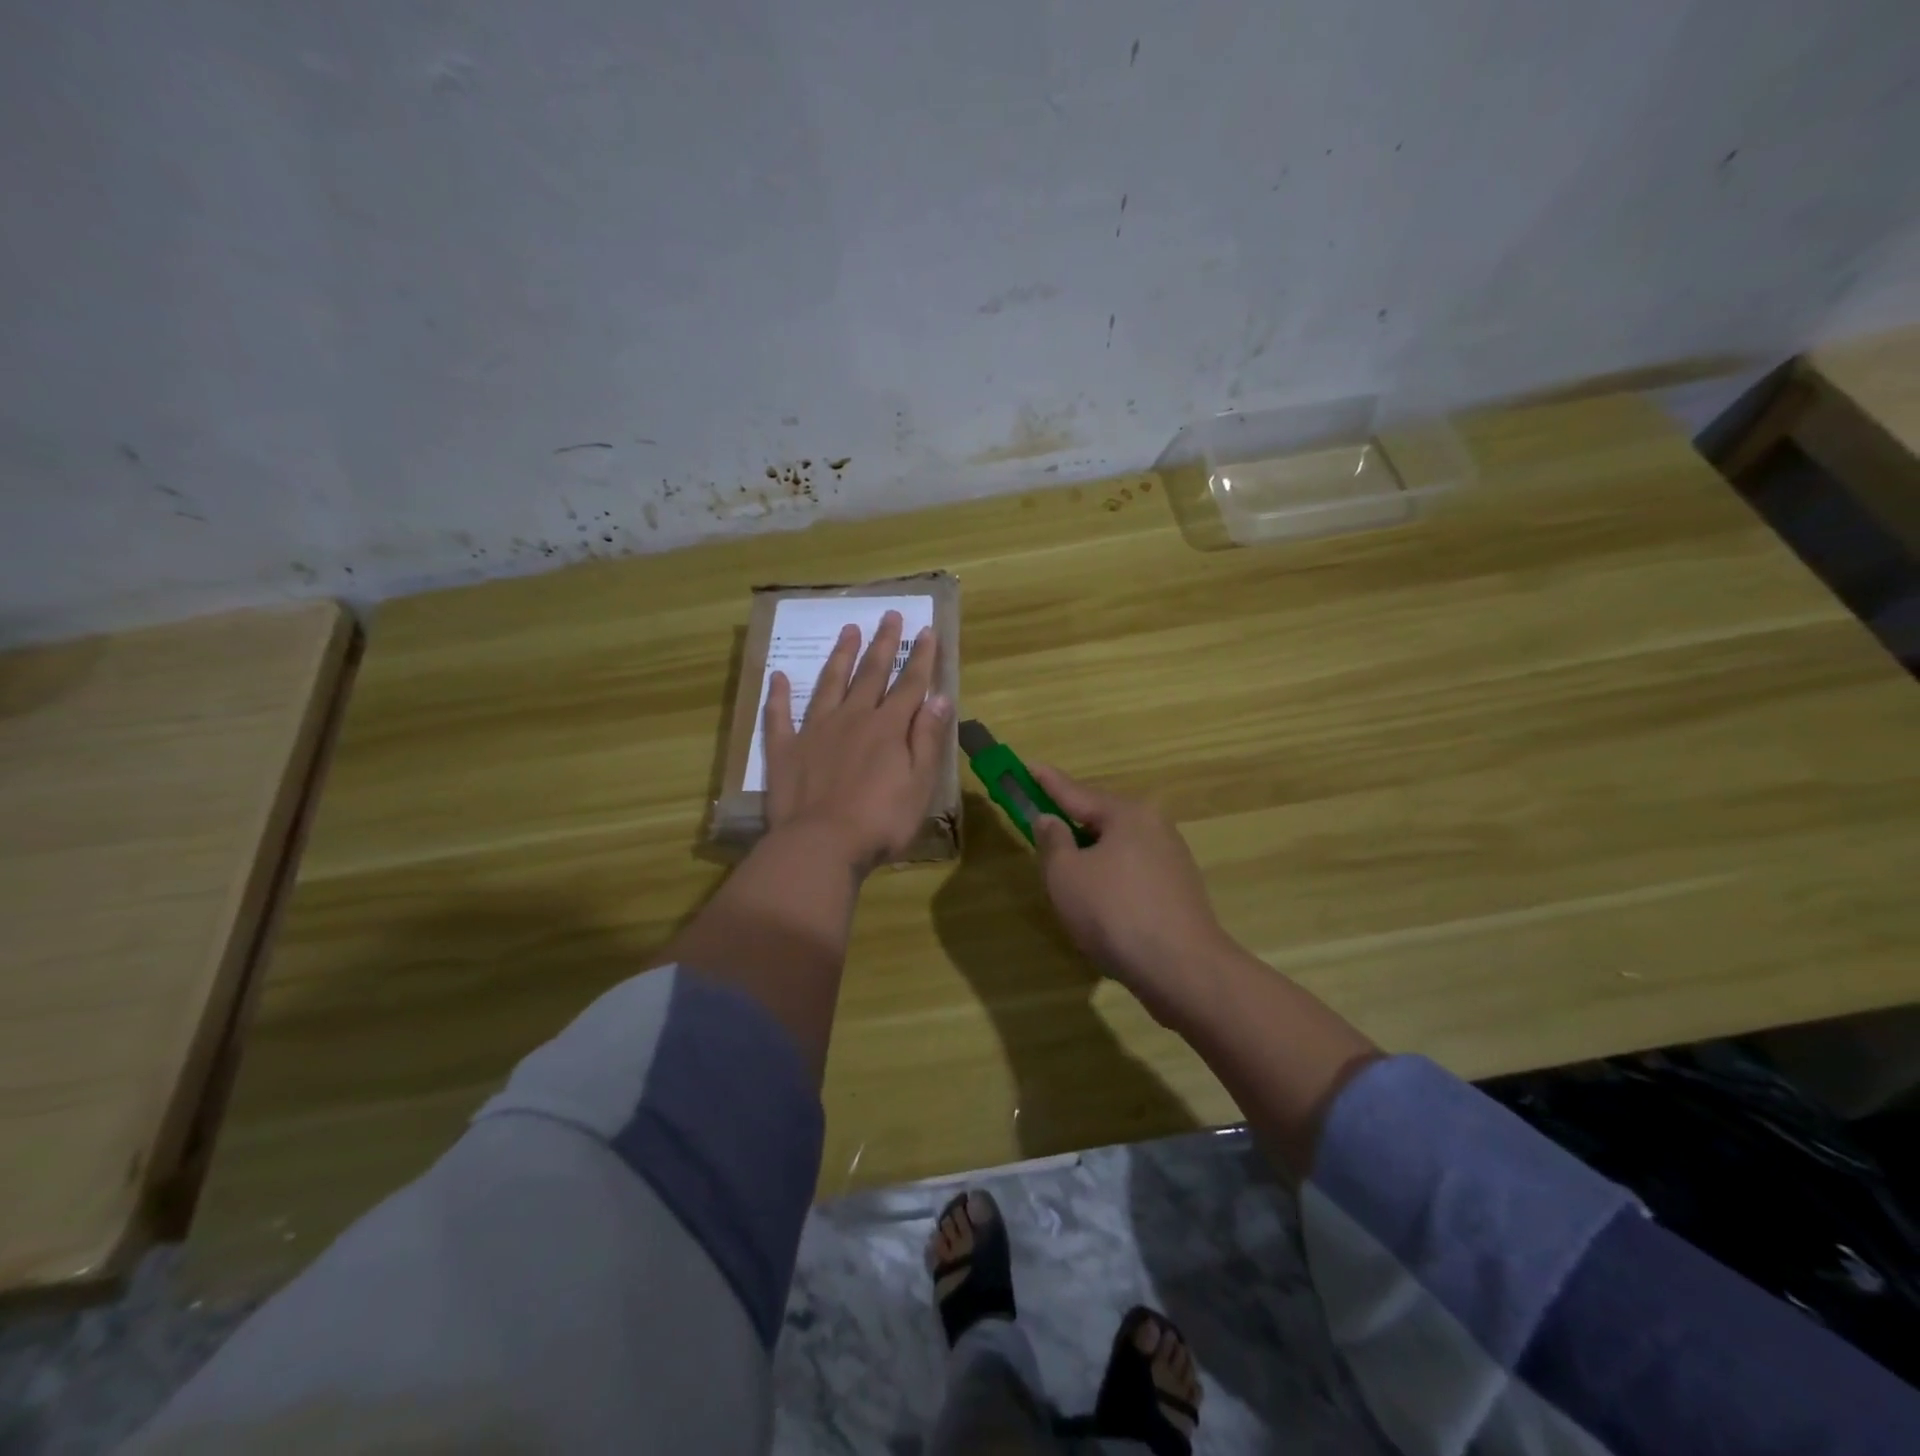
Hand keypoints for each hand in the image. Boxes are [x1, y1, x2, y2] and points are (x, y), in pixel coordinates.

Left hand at [762, 610, 951, 872]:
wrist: (821, 845)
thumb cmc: (880, 821)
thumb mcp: (920, 784)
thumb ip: (928, 739)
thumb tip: (939, 697)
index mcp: (888, 728)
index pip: (910, 684)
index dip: (921, 657)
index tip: (926, 629)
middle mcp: (852, 718)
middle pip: (871, 674)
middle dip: (883, 643)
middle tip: (889, 614)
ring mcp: (815, 731)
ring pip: (829, 683)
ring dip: (840, 655)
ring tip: (848, 629)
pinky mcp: (785, 749)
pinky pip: (780, 715)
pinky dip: (778, 695)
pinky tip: (778, 676)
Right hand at [1029, 765, 1232, 1026]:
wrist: (1183, 970)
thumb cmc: (1114, 913)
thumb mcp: (1066, 875)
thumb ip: (1053, 841)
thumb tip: (1050, 819)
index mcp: (1127, 814)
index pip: (1076, 792)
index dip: (1046, 782)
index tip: (1027, 766)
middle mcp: (1154, 827)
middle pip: (1101, 819)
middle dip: (1071, 823)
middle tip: (1041, 826)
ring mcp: (1172, 859)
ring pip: (1118, 848)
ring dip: (1090, 855)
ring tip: (1066, 873)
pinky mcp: (1178, 891)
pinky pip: (1132, 872)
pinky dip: (1110, 878)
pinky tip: (1099, 902)